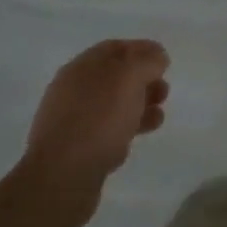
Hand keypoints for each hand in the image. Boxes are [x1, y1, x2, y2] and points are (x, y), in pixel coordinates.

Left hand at [20, 40, 169, 217]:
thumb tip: (157, 59)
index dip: (143, 51)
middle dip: (144, 82)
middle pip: (116, 77)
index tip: (164, 63)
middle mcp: (73, 90)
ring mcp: (71, 121)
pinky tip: (137, 137)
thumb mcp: (131, 76)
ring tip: (158, 118)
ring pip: (113, 106)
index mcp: (81, 66)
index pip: (116, 48)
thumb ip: (148, 60)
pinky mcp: (75, 151)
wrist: (62, 179)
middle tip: (164, 92)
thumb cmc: (98, 118)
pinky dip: (126, 129)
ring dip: (139, 106)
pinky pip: (106, 131)